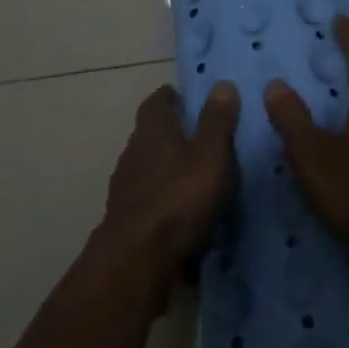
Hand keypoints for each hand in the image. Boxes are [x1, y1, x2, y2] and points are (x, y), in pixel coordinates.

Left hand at [101, 82, 239, 289]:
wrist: (139, 263)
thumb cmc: (179, 198)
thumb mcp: (210, 154)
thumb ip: (217, 120)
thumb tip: (222, 84)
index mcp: (152, 133)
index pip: (156, 103)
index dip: (170, 97)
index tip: (186, 96)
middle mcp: (133, 156)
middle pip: (151, 136)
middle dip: (173, 134)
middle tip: (203, 135)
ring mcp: (126, 192)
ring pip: (151, 171)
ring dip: (170, 170)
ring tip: (200, 176)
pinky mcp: (128, 223)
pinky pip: (152, 203)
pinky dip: (168, 202)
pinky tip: (188, 214)